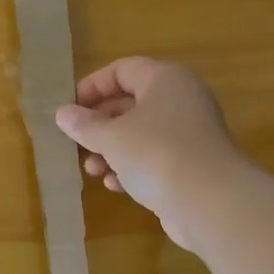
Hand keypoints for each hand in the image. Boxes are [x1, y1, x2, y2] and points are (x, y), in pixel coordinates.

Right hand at [54, 56, 242, 251]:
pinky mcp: (192, 165)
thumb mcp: (111, 138)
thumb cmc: (156, 154)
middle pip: (130, 103)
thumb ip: (84, 125)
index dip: (92, 87)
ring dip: (111, 151)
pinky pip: (154, 158)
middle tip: (76, 141)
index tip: (68, 108)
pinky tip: (114, 185)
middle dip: (99, 125)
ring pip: (140, 134)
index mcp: (165, 80)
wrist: (210, 202)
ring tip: (91, 169)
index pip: (122, 70)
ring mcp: (189, 134)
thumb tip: (63, 113)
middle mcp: (180, 100)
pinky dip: (132, 168)